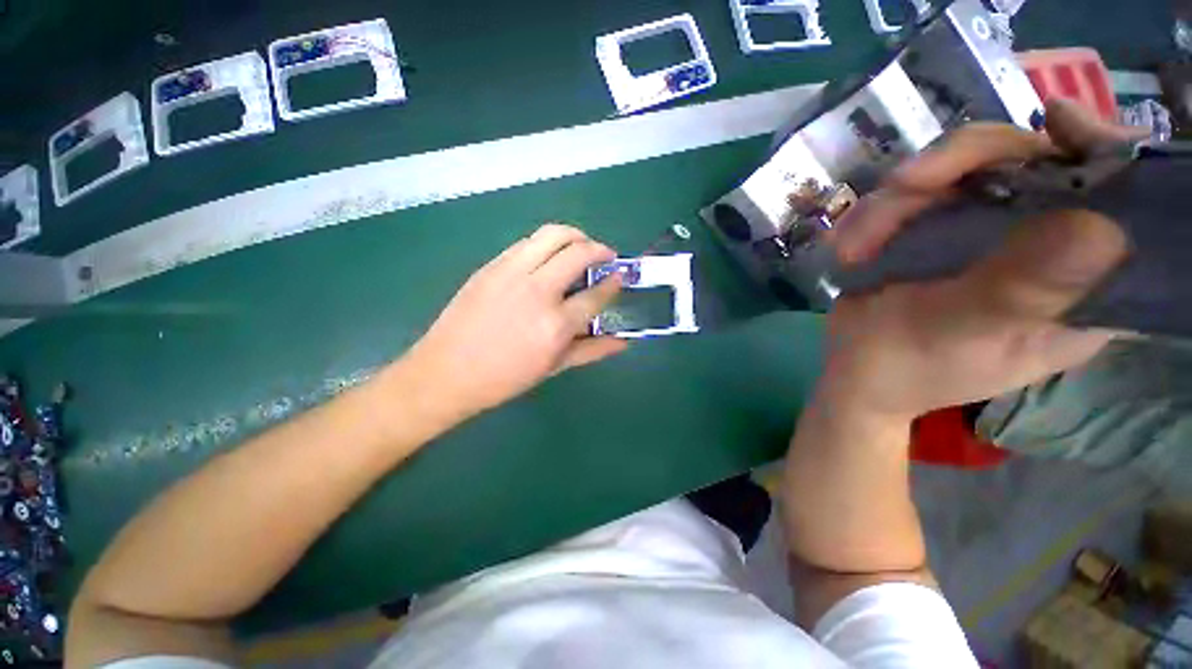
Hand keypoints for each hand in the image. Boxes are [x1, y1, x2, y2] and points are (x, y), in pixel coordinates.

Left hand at [400, 224, 627, 422]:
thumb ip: (592, 350)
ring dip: (575, 236)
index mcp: (556, 324)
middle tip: (605, 257)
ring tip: (581, 247)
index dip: (613, 282)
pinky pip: (527, 242)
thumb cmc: (505, 378)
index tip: (619, 275)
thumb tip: (624, 342)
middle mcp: (538, 291)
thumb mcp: (554, 368)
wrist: (446, 372)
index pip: (596, 294)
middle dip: (600, 249)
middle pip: (579, 252)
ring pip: (553, 234)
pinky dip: (546, 243)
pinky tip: (548, 257)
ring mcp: (512, 273)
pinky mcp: (491, 266)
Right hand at [818, 100, 1143, 420]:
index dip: (1107, 154)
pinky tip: (853, 247)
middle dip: (961, 166)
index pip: (1129, 203)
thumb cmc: (906, 365)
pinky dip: (879, 213)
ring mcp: (992, 231)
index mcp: (1082, 286)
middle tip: (901, 189)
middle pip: (1036, 160)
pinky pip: (920, 192)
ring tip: (855, 247)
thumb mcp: (962, 332)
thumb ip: (1025, 287)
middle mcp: (1048, 245)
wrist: (852, 368)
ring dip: (899, 199)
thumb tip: (1102, 225)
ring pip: (967, 168)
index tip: (1059, 124)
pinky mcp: (945, 226)